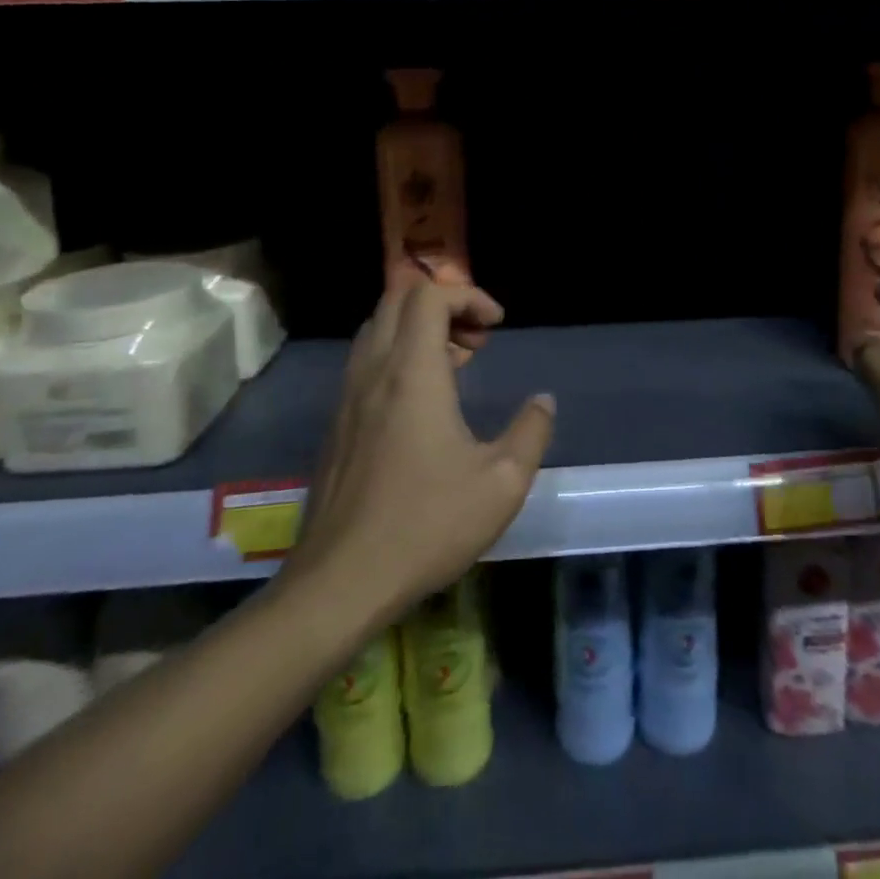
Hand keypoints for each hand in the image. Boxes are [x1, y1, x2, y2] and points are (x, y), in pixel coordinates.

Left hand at [277, 282, 554, 622]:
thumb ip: (530, 432)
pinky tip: (423, 403)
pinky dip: (396, 355)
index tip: (497, 326)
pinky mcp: (336, 425)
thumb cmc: (426, 525)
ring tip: (455, 363)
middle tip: (477, 339)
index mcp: (412, 372)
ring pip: (376, 329)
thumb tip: (543, 401)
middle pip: (398, 300)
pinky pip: (365, 362)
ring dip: (417, 329)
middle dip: (443, 304)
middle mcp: (374, 371)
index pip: (429, 295)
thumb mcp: (501, 483)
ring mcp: (347, 398)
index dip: (468, 295)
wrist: (339, 583)